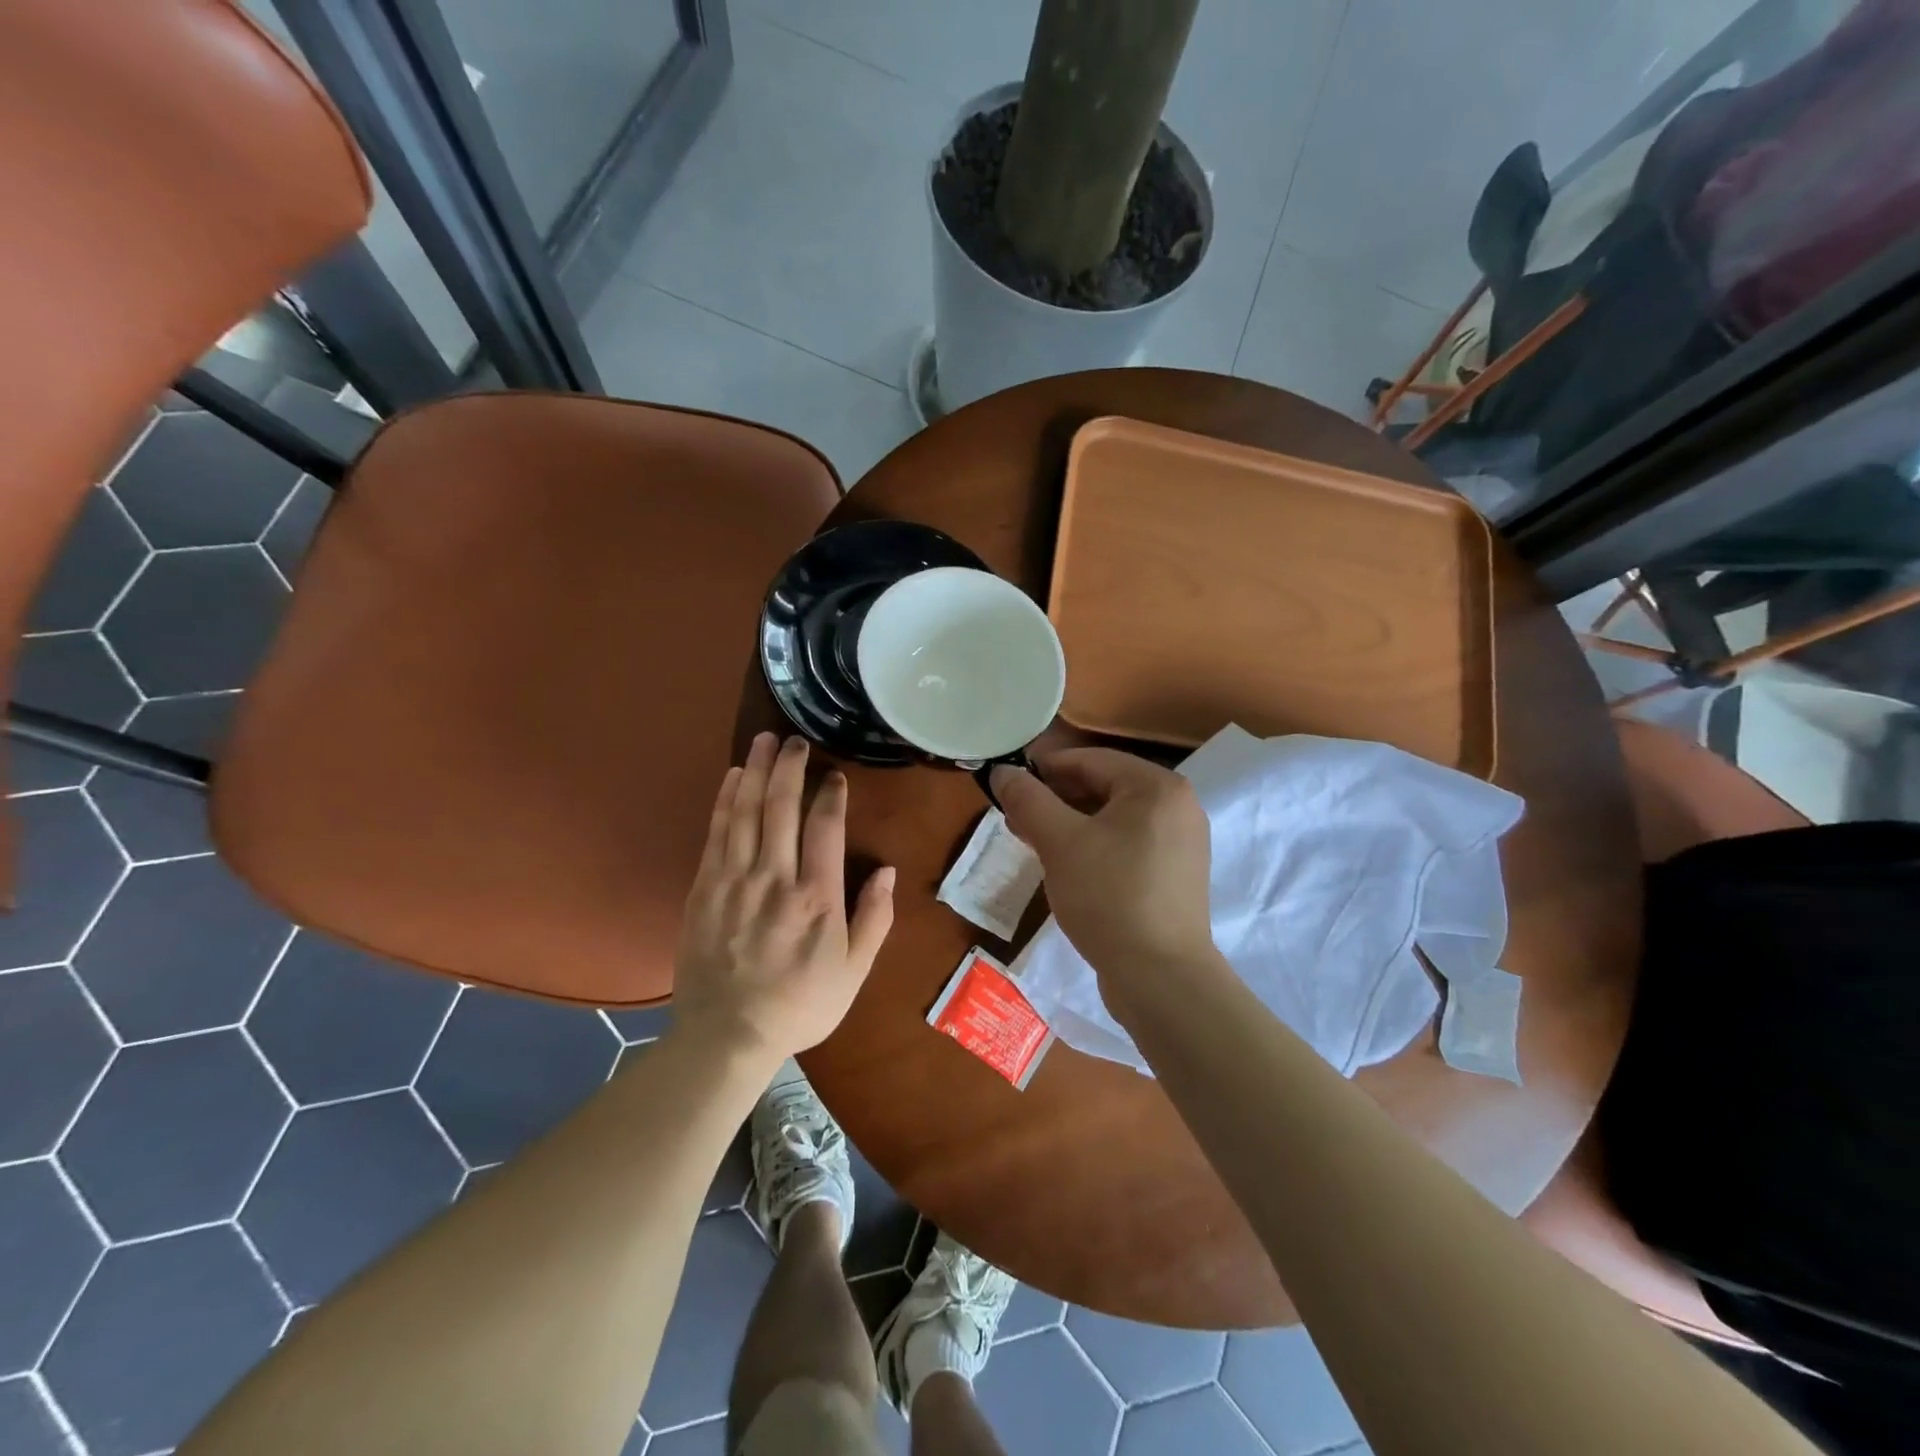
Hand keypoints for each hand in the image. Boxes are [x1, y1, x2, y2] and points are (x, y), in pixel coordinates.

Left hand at [674, 733, 894, 1061]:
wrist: (727, 1036)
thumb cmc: (799, 1005)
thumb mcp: (853, 972)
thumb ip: (874, 919)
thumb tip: (889, 872)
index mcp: (817, 898)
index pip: (825, 828)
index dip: (830, 795)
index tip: (834, 776)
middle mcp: (775, 879)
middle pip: (782, 808)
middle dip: (790, 767)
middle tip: (795, 739)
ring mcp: (735, 881)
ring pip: (747, 812)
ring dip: (756, 772)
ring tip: (764, 741)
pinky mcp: (704, 888)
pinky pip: (716, 833)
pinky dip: (725, 801)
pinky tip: (733, 778)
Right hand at [992, 749, 1214, 991]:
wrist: (1161, 979)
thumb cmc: (1109, 897)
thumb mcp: (1059, 842)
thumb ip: (1028, 800)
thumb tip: (1002, 771)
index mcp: (1158, 787)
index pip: (1091, 760)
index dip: (1045, 768)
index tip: (1009, 784)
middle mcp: (1178, 807)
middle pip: (1105, 787)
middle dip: (1056, 800)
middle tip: (1016, 818)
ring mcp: (1182, 844)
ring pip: (1114, 819)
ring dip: (1071, 825)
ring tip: (1033, 842)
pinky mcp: (1176, 876)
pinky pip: (1128, 845)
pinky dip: (1095, 847)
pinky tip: (1067, 867)